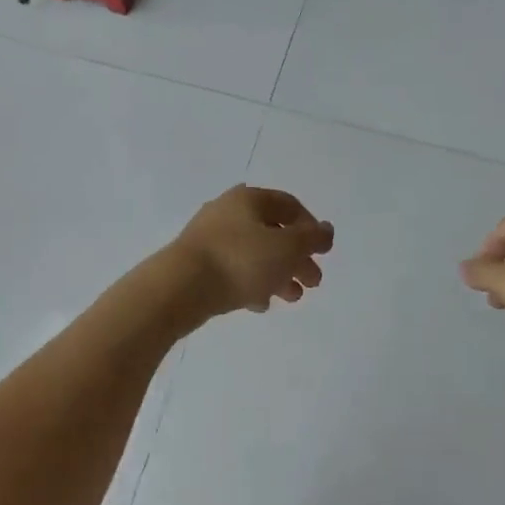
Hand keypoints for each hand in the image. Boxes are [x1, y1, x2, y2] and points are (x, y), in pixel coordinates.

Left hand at [171, 185, 333, 316]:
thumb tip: (326, 230)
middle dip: (297, 258)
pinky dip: (252, 283)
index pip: (290, 205)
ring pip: (254, 253)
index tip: (322, 252)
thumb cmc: (240, 261)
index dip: (311, 227)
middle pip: (273, 232)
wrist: (178, 289)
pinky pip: (233, 270)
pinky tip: (260, 305)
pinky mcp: (197, 264)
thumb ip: (312, 238)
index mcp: (250, 199)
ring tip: (291, 298)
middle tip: (313, 283)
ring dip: (278, 274)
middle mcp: (229, 212)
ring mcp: (209, 238)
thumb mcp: (287, 248)